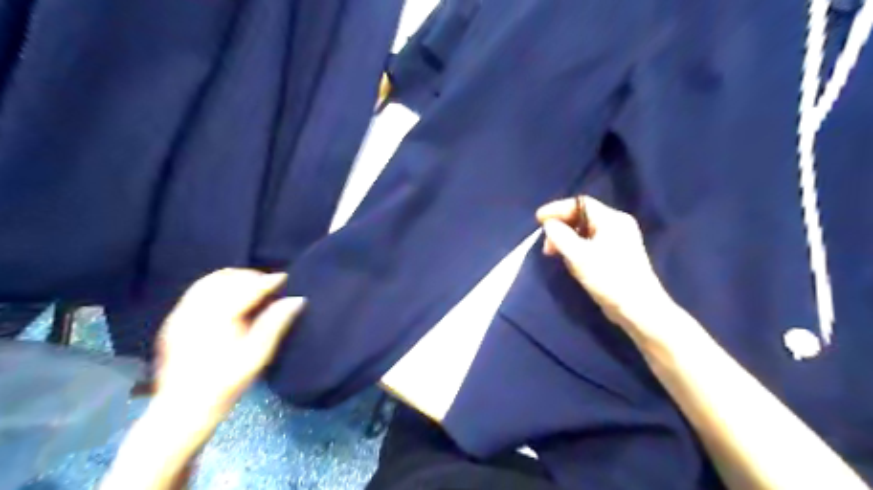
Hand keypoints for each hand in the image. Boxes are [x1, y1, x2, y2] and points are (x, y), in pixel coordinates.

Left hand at [155, 268, 304, 415]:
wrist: (182, 409)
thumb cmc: (226, 384)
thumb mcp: (258, 355)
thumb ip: (276, 323)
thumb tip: (296, 299)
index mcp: (218, 317)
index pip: (247, 287)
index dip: (268, 280)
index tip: (285, 278)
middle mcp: (196, 309)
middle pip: (226, 278)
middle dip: (250, 277)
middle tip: (268, 287)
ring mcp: (181, 314)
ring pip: (209, 281)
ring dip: (233, 279)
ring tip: (250, 289)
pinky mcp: (173, 320)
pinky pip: (197, 291)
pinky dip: (216, 287)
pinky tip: (228, 299)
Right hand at [541, 197, 673, 334]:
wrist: (639, 309)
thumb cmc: (609, 279)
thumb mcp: (578, 256)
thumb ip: (560, 236)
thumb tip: (549, 224)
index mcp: (612, 219)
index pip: (580, 203)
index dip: (557, 209)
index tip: (538, 219)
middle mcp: (618, 225)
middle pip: (582, 216)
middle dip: (561, 227)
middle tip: (546, 245)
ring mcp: (620, 240)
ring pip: (586, 231)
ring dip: (567, 239)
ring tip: (556, 255)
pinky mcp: (618, 255)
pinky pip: (592, 243)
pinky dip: (577, 248)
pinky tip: (571, 261)